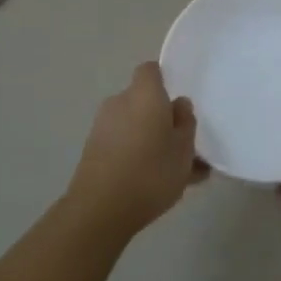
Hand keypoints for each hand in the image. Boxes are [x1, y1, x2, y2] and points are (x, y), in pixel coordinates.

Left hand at [63, 62, 204, 239]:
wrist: (101, 209)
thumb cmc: (151, 172)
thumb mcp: (184, 149)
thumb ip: (186, 123)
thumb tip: (179, 104)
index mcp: (144, 95)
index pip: (150, 71)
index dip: (164, 80)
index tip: (179, 102)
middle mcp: (119, 103)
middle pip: (144, 101)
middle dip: (162, 117)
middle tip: (185, 144)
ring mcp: (103, 127)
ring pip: (136, 126)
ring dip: (153, 140)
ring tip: (179, 172)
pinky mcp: (94, 150)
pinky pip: (124, 144)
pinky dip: (139, 155)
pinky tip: (159, 184)